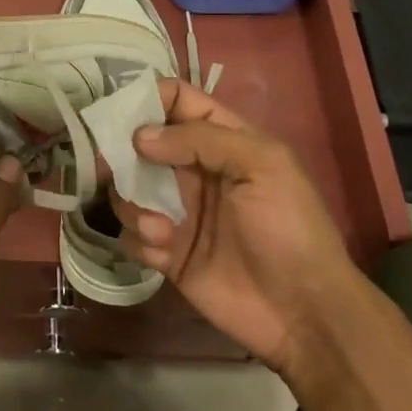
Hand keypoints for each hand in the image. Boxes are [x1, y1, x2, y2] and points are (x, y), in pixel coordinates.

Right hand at [113, 79, 351, 381]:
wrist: (303, 312)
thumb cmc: (289, 227)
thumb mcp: (262, 166)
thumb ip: (202, 139)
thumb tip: (139, 137)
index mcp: (221, 140)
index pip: (176, 101)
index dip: (146, 98)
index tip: (120, 113)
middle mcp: (192, 170)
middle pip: (139, 144)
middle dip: (120, 153)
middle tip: (108, 167)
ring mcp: (177, 211)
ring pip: (127, 190)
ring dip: (132, 204)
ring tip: (159, 228)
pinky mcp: (165, 252)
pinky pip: (131, 234)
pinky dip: (139, 239)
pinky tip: (165, 252)